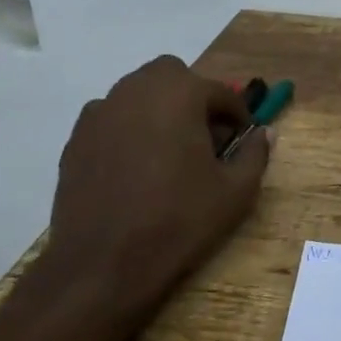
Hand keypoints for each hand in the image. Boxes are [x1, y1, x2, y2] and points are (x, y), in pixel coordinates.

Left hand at [39, 55, 270, 320]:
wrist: (102, 264)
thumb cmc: (178, 221)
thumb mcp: (235, 192)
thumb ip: (255, 154)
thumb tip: (264, 134)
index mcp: (180, 94)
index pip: (221, 91)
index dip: (238, 115)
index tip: (243, 140)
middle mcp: (137, 90)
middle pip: (173, 76)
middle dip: (193, 97)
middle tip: (204, 136)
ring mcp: (101, 112)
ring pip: (138, 93)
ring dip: (159, 108)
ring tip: (169, 150)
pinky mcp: (76, 138)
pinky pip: (111, 118)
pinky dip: (128, 128)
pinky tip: (135, 166)